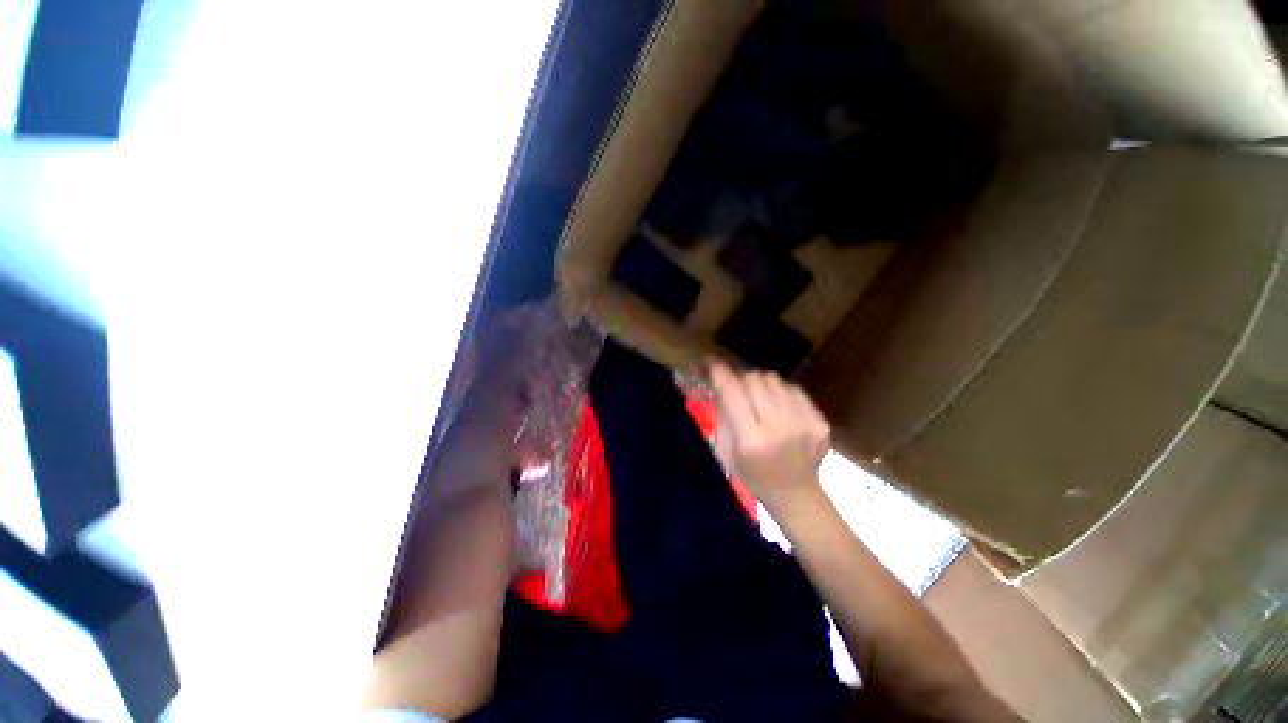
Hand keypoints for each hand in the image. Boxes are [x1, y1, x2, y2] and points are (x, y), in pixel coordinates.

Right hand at [708, 361, 830, 513]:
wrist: (795, 494)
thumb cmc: (752, 474)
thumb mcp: (725, 449)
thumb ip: (723, 413)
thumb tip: (718, 379)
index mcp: (751, 439)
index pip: (732, 391)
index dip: (718, 371)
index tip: (709, 362)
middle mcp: (779, 427)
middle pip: (754, 379)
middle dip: (739, 379)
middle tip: (735, 389)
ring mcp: (804, 422)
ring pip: (774, 379)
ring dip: (760, 384)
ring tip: (758, 400)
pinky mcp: (820, 420)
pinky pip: (792, 388)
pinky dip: (780, 392)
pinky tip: (778, 408)